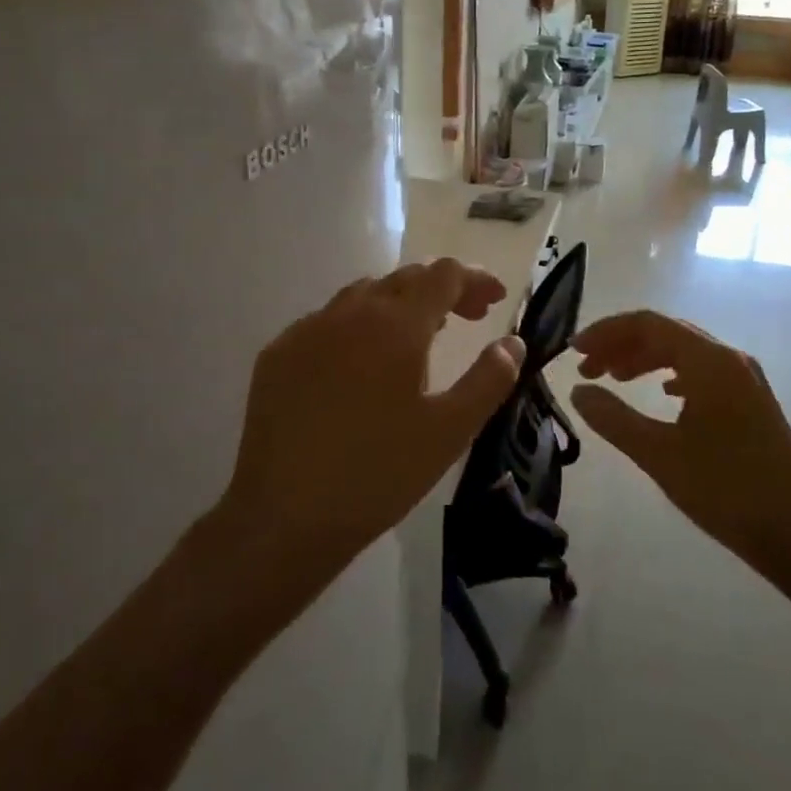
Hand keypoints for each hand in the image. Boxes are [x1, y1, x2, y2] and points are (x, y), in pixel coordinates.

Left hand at [221, 260, 525, 583]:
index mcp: (396, 325)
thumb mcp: (450, 430)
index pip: (443, 275)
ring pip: (363, 294)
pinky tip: (361, 364)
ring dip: (400, 303)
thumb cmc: (379, 474)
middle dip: (443, 288)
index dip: (475, 279)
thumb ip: (489, 379)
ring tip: (419, 336)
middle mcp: (349, 312)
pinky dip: (358, 325)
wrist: (284, 516)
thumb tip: (512, 342)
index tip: (495, 301)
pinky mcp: (278, 353)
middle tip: (468, 318)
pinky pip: (328, 320)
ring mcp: (307, 329)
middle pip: (405, 278)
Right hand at [570, 311, 790, 571]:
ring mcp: (745, 379)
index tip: (573, 351)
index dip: (606, 332)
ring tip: (614, 380)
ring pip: (685, 351)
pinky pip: (702, 371)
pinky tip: (661, 394)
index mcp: (710, 361)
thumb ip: (613, 418)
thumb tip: (578, 391)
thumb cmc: (727, 491)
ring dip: (645, 359)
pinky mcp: (751, 401)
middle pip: (666, 332)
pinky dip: (671, 374)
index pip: (648, 324)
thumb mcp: (659, 455)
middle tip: (586, 369)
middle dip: (622, 345)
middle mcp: (730, 358)